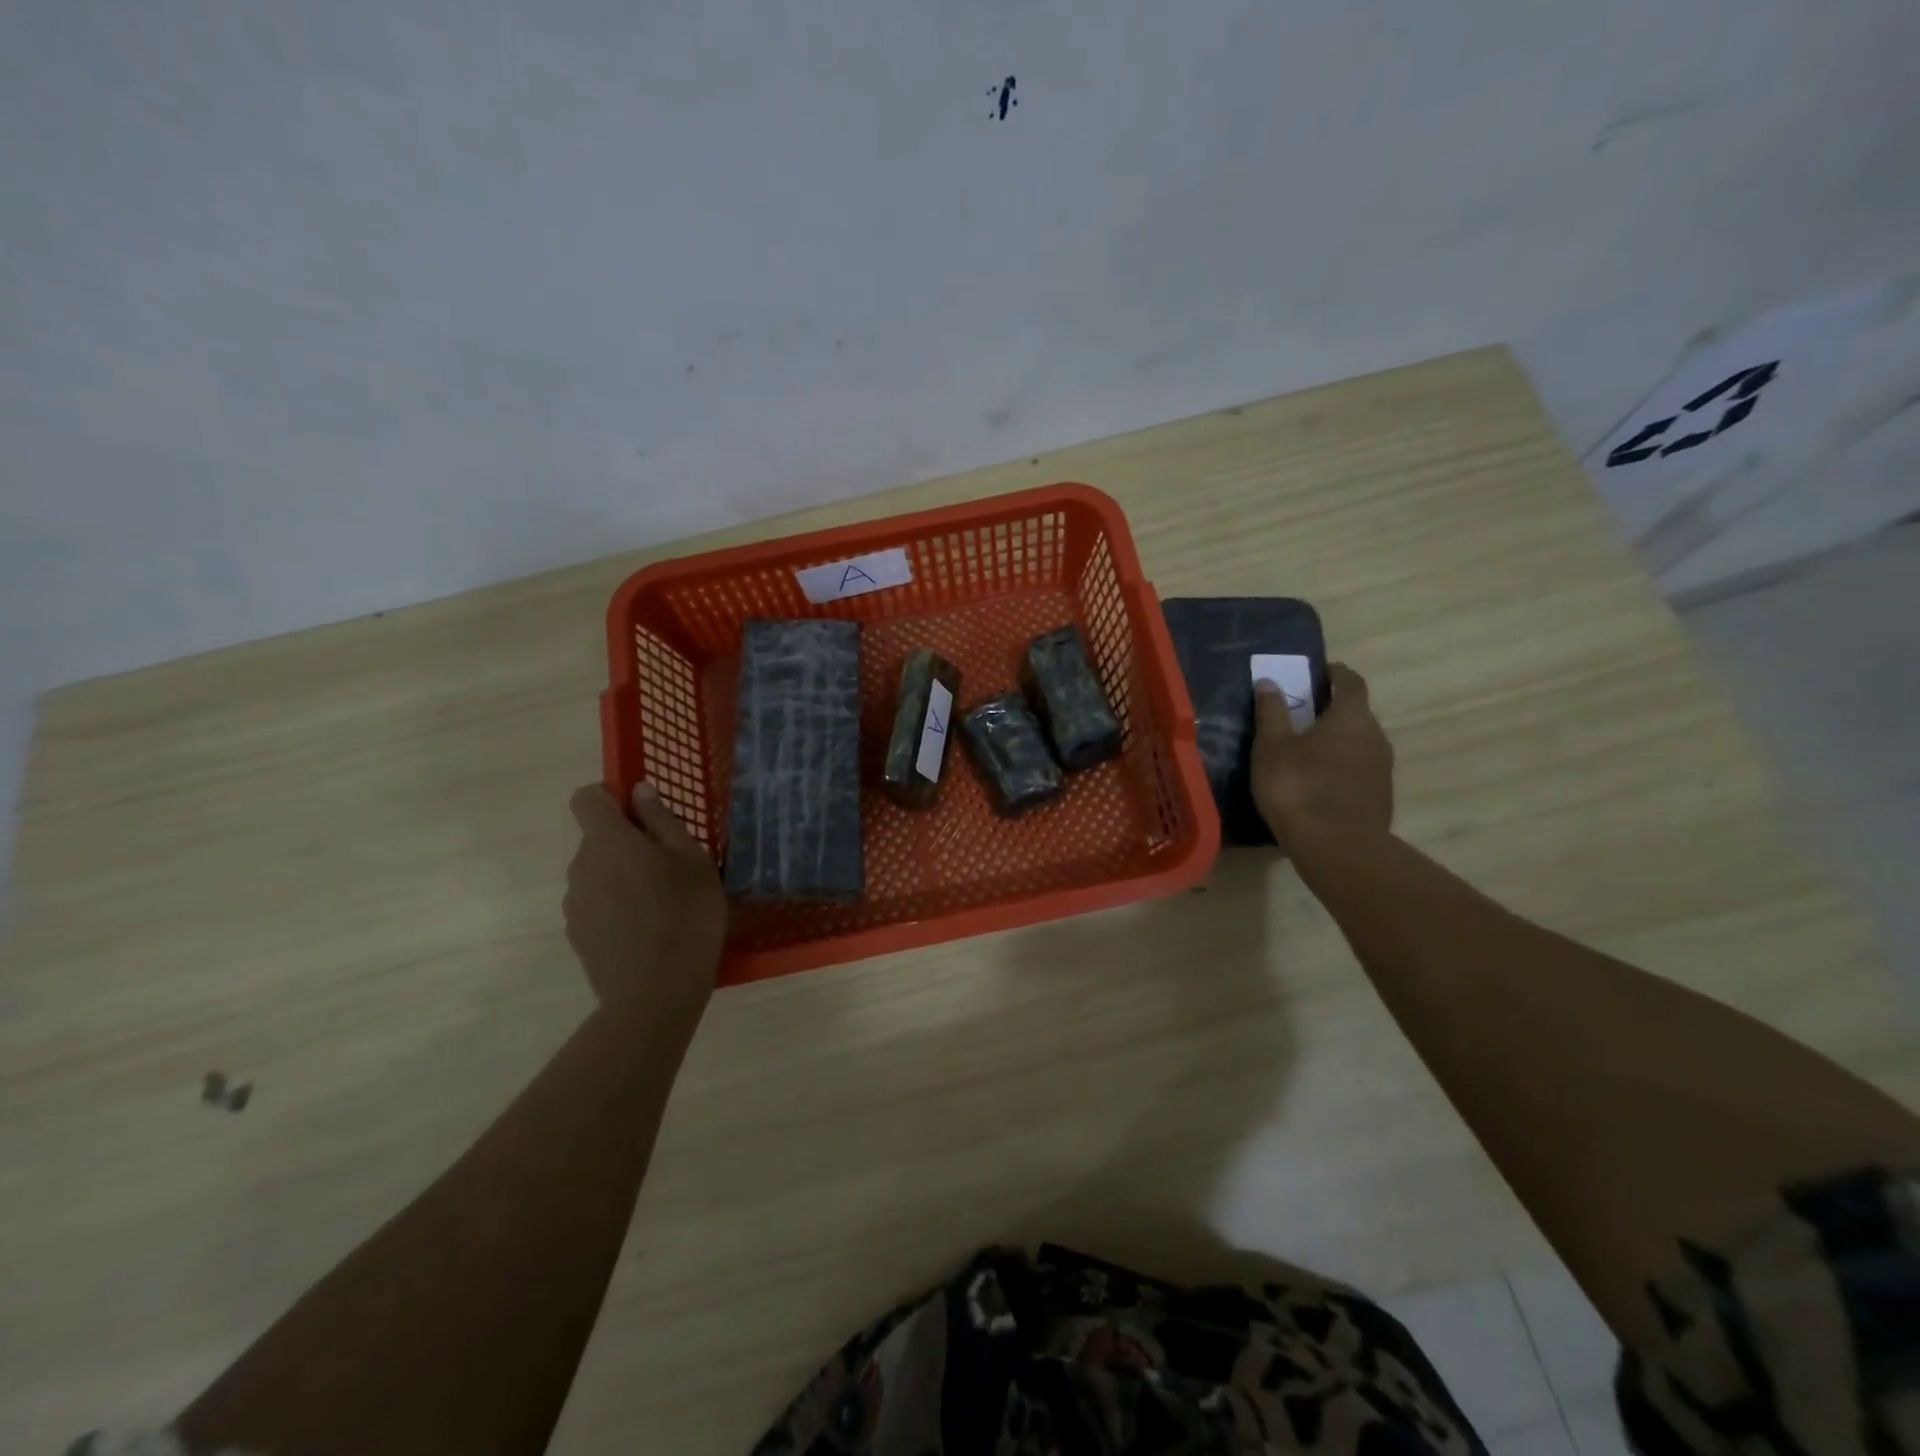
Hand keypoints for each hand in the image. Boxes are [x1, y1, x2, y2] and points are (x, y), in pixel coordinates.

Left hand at [564, 783, 726, 1026]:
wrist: (655, 997)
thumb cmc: (686, 917)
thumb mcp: (693, 861)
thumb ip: (662, 821)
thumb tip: (639, 791)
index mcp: (608, 841)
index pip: (586, 798)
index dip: (610, 797)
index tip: (643, 814)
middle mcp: (581, 866)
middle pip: (596, 838)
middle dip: (628, 842)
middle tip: (672, 866)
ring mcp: (574, 904)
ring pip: (598, 872)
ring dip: (623, 876)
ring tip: (663, 903)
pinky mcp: (577, 935)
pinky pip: (597, 904)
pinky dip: (617, 906)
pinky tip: (648, 931)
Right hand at [1251, 663, 1394, 851]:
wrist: (1338, 848)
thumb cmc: (1299, 788)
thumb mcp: (1272, 747)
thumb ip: (1272, 712)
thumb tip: (1270, 682)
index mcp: (1351, 716)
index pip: (1351, 681)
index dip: (1334, 673)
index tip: (1316, 673)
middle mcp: (1375, 735)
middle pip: (1356, 712)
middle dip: (1332, 708)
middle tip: (1301, 713)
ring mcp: (1382, 768)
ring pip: (1359, 742)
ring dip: (1337, 739)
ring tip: (1306, 749)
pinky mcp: (1380, 795)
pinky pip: (1359, 768)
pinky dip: (1341, 765)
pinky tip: (1318, 781)